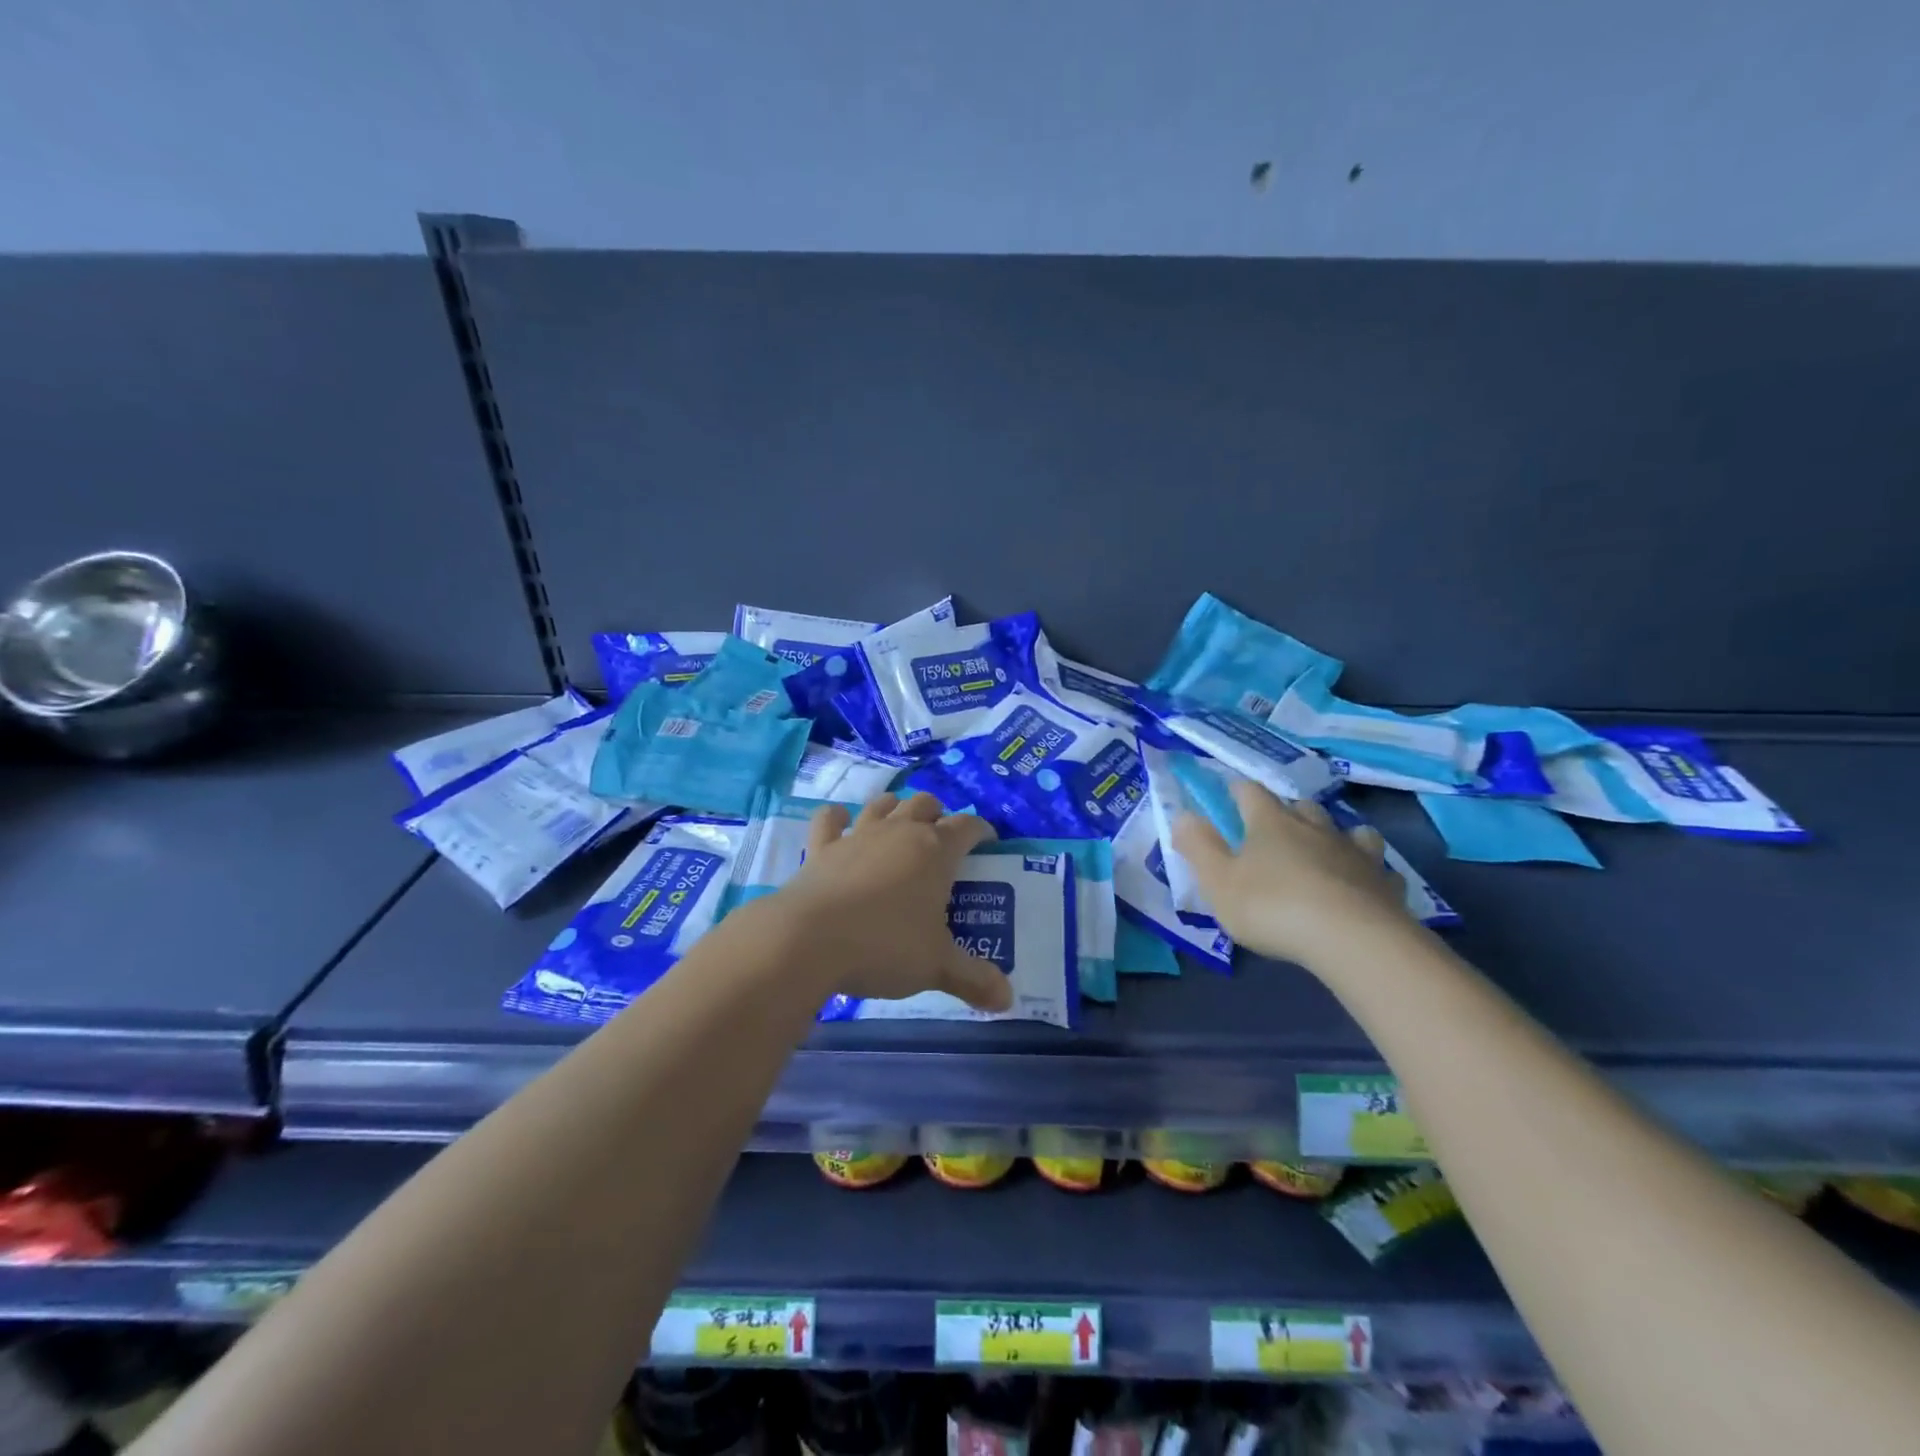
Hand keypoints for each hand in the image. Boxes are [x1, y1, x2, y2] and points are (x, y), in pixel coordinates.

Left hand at [773, 792, 1010, 1011]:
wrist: (809, 940)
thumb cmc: (884, 946)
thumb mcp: (936, 966)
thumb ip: (973, 979)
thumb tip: (1007, 1000)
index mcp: (935, 852)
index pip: (967, 827)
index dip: (981, 830)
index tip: (988, 843)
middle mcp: (899, 832)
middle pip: (925, 805)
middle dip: (937, 815)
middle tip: (941, 839)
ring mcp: (858, 835)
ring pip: (882, 805)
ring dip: (895, 808)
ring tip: (899, 823)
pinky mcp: (821, 847)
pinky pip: (830, 819)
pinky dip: (837, 818)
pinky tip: (840, 823)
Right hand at [1172, 781, 1412, 966]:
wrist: (1354, 940)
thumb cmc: (1273, 907)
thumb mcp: (1218, 881)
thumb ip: (1198, 846)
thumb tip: (1183, 816)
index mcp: (1270, 822)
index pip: (1250, 792)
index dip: (1237, 791)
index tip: (1228, 795)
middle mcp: (1314, 827)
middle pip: (1300, 805)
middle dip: (1286, 812)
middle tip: (1273, 831)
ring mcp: (1354, 852)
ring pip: (1346, 829)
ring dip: (1333, 835)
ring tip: (1324, 851)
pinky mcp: (1384, 882)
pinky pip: (1377, 867)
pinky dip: (1367, 870)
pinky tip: (1362, 885)